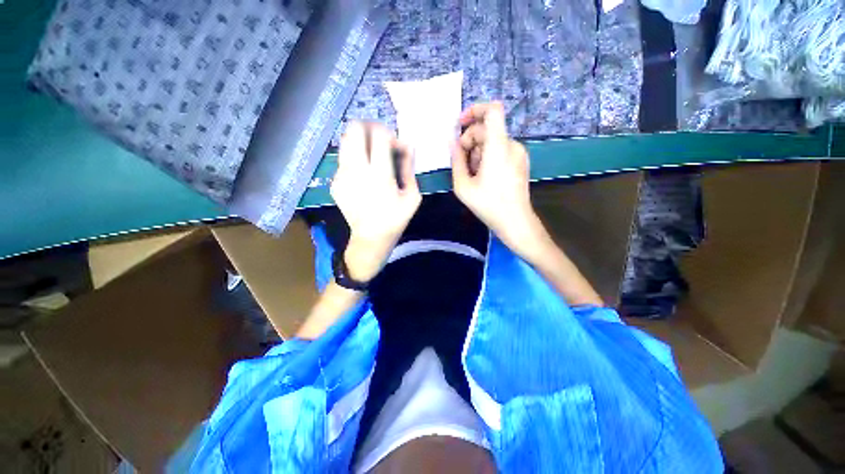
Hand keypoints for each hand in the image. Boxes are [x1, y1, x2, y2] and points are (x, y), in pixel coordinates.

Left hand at [331, 122, 420, 281]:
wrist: (370, 238)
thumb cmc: (395, 219)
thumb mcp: (412, 196)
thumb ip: (409, 168)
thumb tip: (408, 145)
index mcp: (380, 174)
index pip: (380, 135)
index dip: (390, 134)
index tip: (396, 146)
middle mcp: (357, 170)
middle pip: (355, 129)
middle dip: (369, 128)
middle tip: (380, 140)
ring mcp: (342, 176)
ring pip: (345, 141)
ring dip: (360, 141)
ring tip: (371, 155)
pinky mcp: (335, 183)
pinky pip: (343, 160)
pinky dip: (354, 159)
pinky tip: (362, 175)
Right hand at [451, 102, 544, 253]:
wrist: (515, 221)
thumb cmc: (488, 205)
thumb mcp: (463, 185)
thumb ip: (456, 160)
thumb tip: (452, 141)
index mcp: (498, 147)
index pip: (492, 110)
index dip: (475, 110)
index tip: (460, 124)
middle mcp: (512, 144)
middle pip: (487, 129)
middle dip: (470, 142)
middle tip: (462, 164)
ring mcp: (519, 153)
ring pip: (492, 140)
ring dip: (478, 152)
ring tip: (474, 174)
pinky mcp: (521, 160)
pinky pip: (501, 149)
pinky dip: (488, 156)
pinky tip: (485, 176)